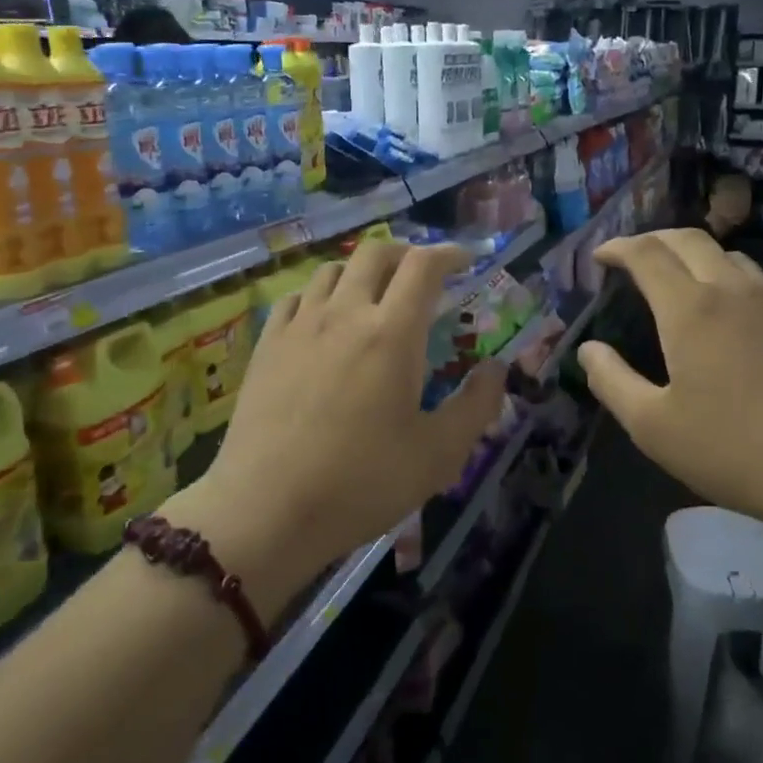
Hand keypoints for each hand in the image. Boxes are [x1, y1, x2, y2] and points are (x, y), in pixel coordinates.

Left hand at [164, 243, 505, 613]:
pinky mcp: (266, 345)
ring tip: (374, 295)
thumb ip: (477, 405)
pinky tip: (323, 320)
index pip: (423, 266)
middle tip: (422, 274)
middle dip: (406, 252)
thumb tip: (497, 369)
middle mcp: (344, 314)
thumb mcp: (439, 455)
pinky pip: (296, 298)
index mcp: (392, 333)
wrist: (266, 509)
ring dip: (361, 271)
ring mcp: (299, 326)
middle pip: (375, 253)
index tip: (465, 260)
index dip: (449, 254)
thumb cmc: (361, 483)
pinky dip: (320, 295)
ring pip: (331, 270)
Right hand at [577, 230, 762, 534]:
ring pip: (726, 255)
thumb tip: (588, 350)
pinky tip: (725, 308)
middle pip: (688, 240)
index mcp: (690, 309)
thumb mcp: (653, 426)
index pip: (647, 254)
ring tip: (674, 278)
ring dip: (691, 254)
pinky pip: (755, 278)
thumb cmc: (733, 450)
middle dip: (652, 240)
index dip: (618, 248)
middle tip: (629, 257)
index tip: (599, 257)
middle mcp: (733, 290)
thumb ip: (612, 382)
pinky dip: (725, 274)